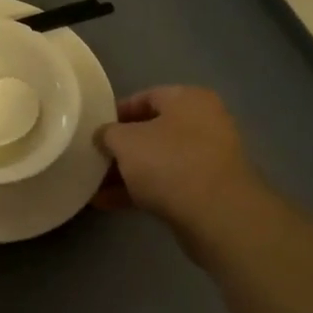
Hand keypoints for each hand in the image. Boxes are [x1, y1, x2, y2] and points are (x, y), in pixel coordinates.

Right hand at [94, 87, 264, 253]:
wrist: (218, 215)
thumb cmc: (169, 162)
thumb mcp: (125, 141)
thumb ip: (108, 133)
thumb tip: (103, 135)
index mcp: (188, 99)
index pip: (146, 96)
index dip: (116, 112)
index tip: (94, 129)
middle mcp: (204, 123)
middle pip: (153, 131)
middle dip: (121, 148)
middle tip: (95, 159)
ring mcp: (209, 159)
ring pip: (159, 160)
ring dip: (127, 173)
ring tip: (94, 186)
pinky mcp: (208, 191)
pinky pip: (168, 184)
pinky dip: (141, 191)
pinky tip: (109, 204)